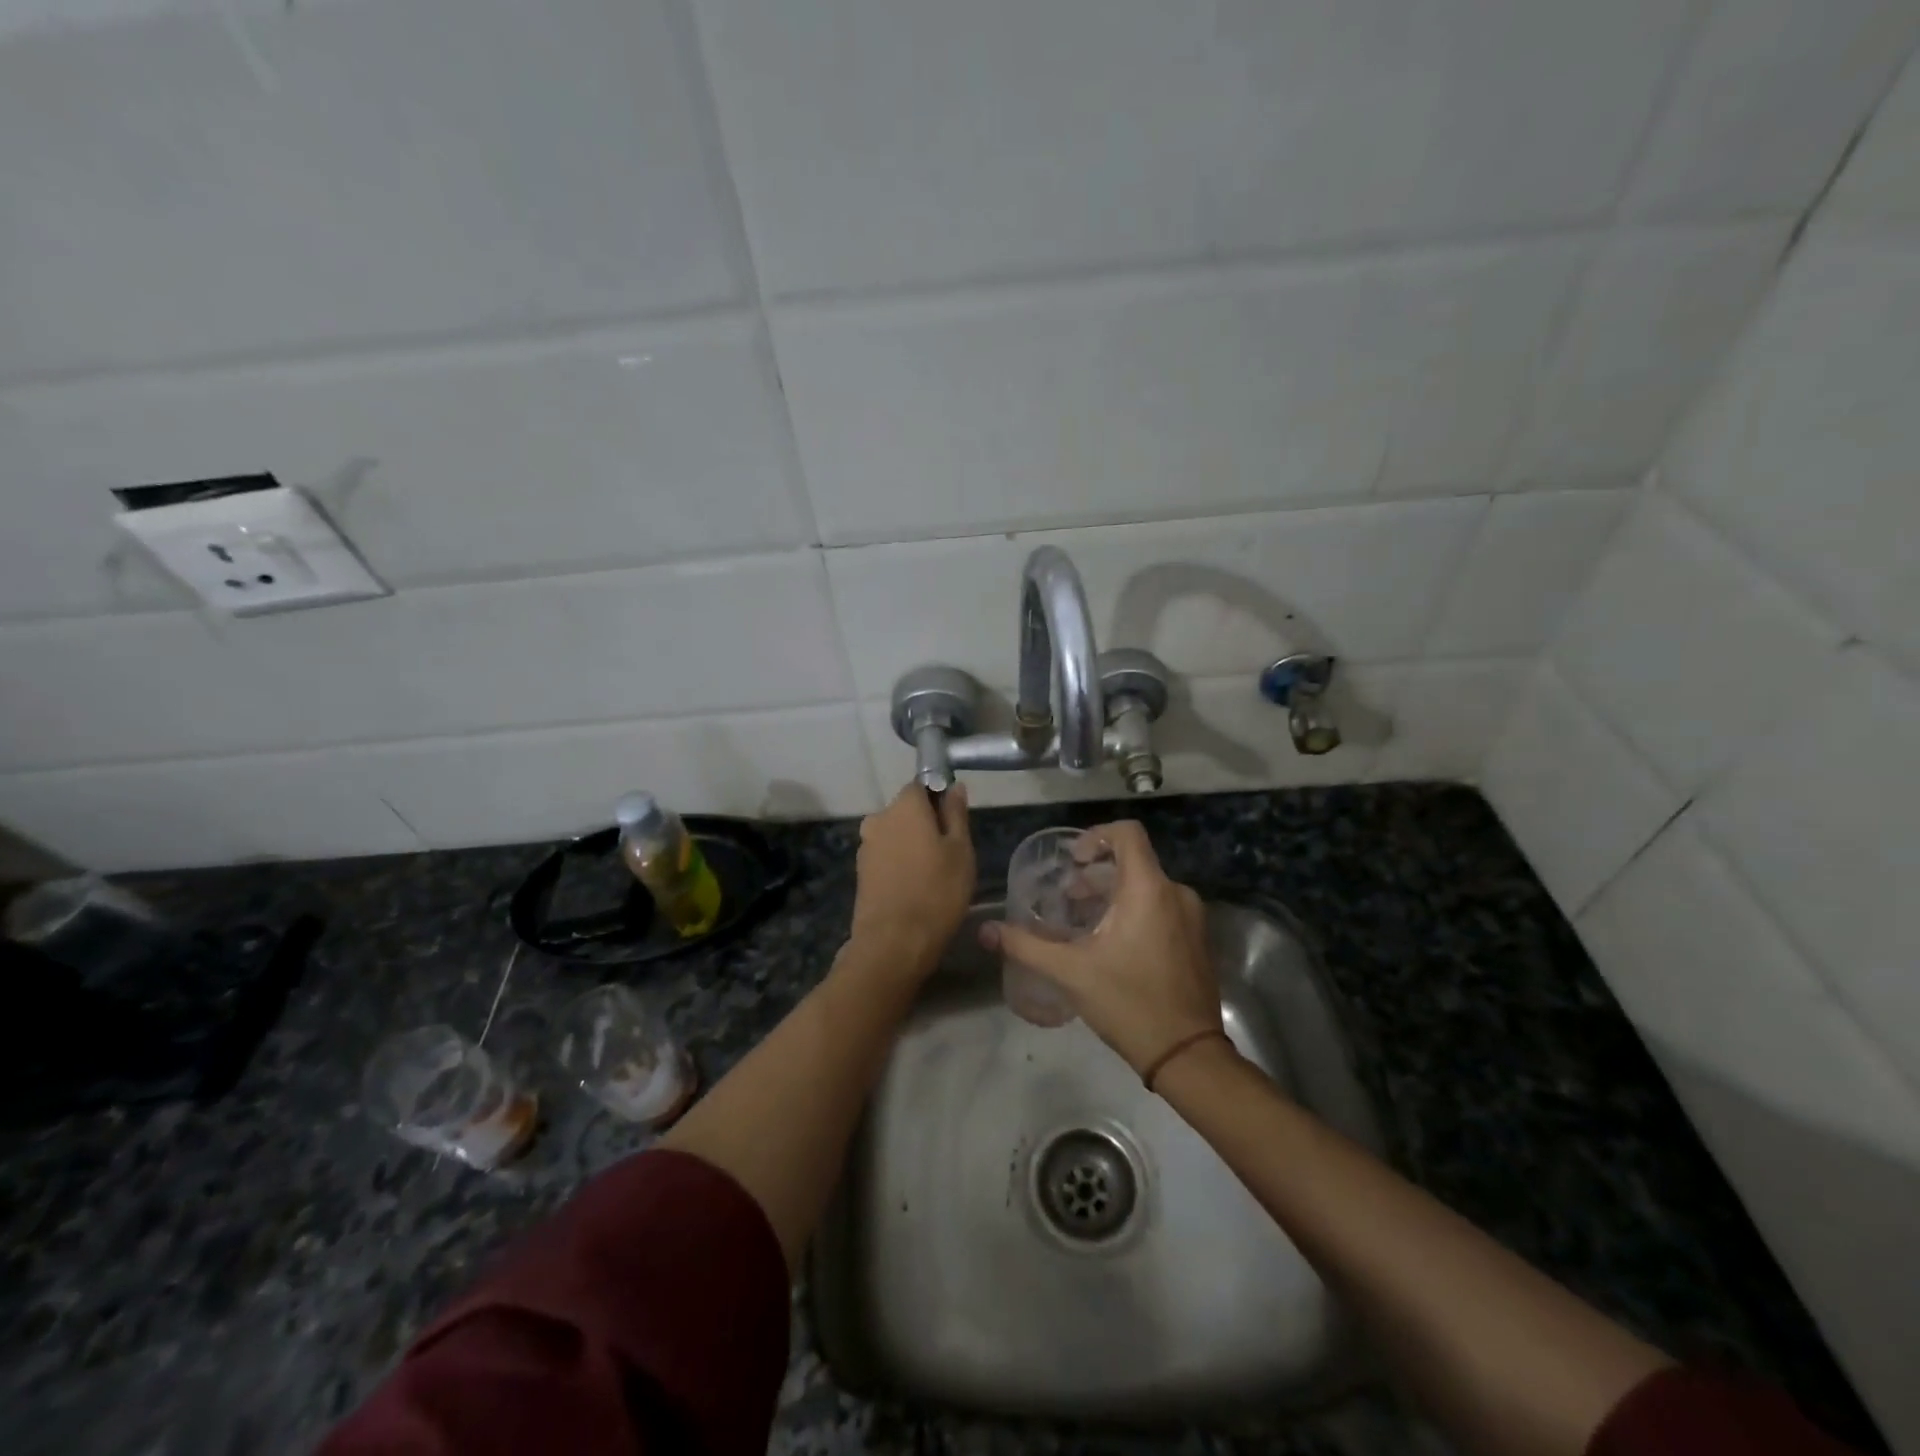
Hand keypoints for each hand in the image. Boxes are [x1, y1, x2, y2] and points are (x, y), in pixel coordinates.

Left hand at [850, 782, 974, 969]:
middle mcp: (879, 818)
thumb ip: (956, 814)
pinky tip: (914, 888)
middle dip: (925, 824)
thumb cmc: (937, 891)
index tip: (955, 823)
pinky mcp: (861, 872)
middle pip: (906, 811)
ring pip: (895, 835)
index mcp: (904, 805)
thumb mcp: (960, 850)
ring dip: (911, 846)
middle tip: (949, 853)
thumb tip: (954, 786)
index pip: (921, 785)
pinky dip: (899, 865)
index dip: (939, 799)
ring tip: (933, 875)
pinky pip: (886, 857)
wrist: (894, 942)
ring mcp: (866, 846)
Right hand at [981, 821, 1221, 1076]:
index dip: (1096, 836)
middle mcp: (1176, 893)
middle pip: (1133, 861)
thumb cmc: (1128, 1002)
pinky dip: (1134, 911)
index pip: (1127, 833)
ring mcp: (1191, 917)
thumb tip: (985, 930)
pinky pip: (1162, 907)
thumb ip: (1025, 945)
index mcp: (1149, 889)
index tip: (1073, 862)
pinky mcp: (1197, 939)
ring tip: (1084, 923)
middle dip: (1096, 874)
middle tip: (1067, 899)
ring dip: (1113, 895)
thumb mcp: (1070, 972)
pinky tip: (1111, 944)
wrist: (1187, 1055)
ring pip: (1147, 886)